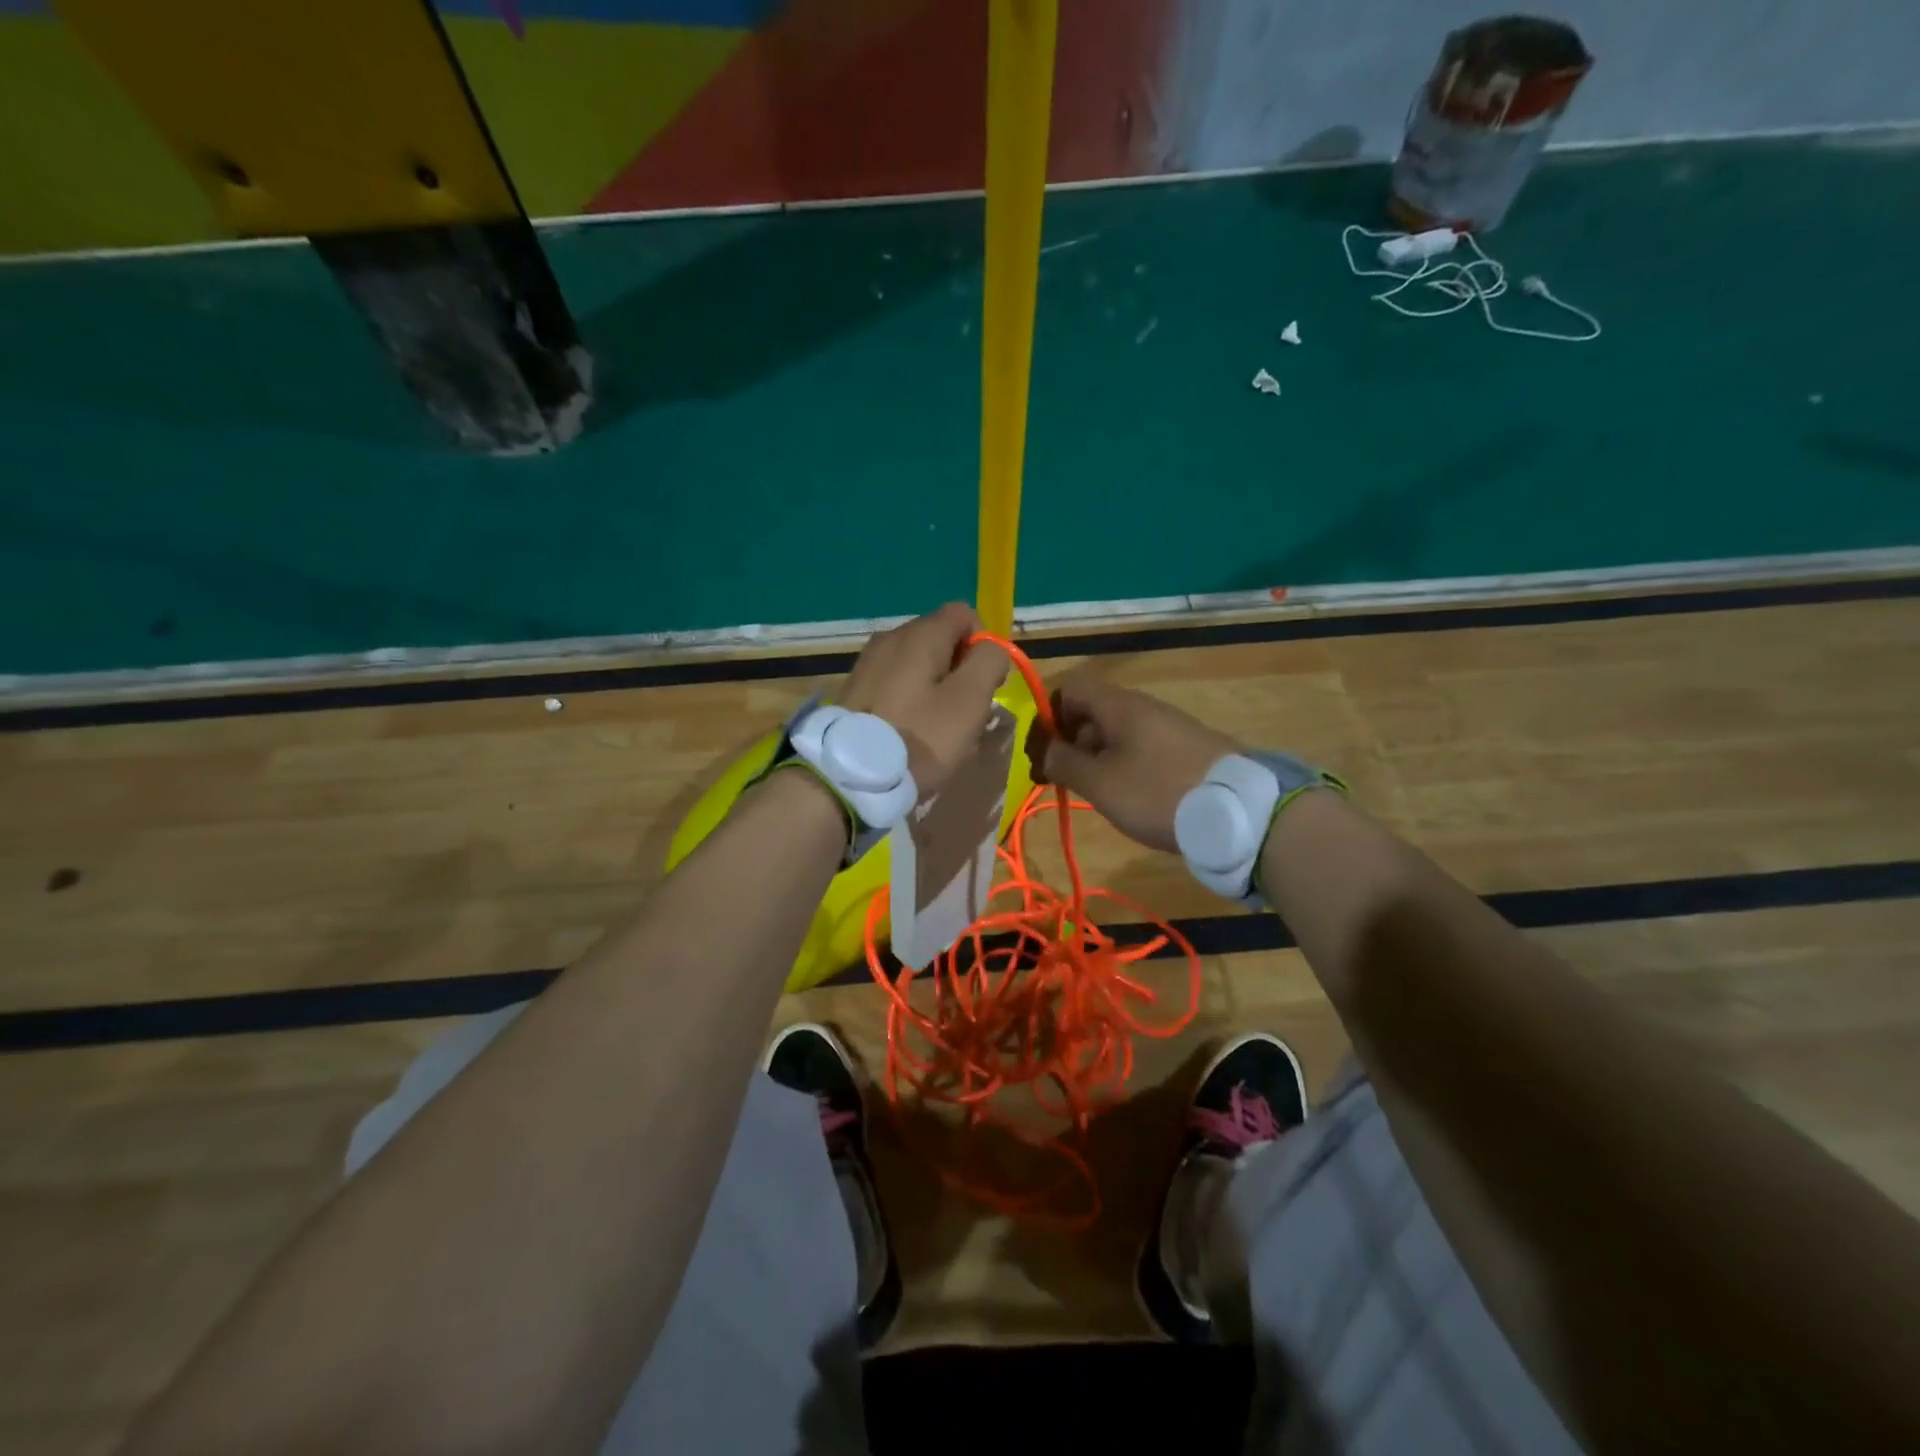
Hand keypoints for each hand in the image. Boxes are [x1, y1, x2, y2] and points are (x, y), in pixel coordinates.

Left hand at [840, 603, 1010, 796]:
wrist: (849, 776)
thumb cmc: (919, 737)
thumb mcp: (969, 700)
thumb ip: (989, 663)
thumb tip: (991, 649)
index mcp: (920, 634)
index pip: (964, 614)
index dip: (984, 645)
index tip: (985, 684)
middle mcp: (890, 638)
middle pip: (940, 640)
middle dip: (961, 671)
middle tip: (965, 713)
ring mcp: (867, 664)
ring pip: (918, 665)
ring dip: (936, 690)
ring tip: (938, 729)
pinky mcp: (854, 691)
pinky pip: (895, 685)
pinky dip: (910, 702)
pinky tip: (910, 734)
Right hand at [1027, 672, 1240, 852]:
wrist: (1239, 813)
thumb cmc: (1157, 793)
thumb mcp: (1101, 783)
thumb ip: (1064, 762)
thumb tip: (1044, 749)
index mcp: (1119, 705)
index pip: (1070, 689)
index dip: (1046, 714)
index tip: (1038, 750)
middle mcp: (1144, 708)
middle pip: (1092, 711)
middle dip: (1068, 740)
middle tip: (1057, 778)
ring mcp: (1169, 728)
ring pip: (1117, 733)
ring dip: (1094, 757)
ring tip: (1089, 793)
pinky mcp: (1187, 750)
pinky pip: (1141, 748)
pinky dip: (1122, 765)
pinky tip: (1125, 795)